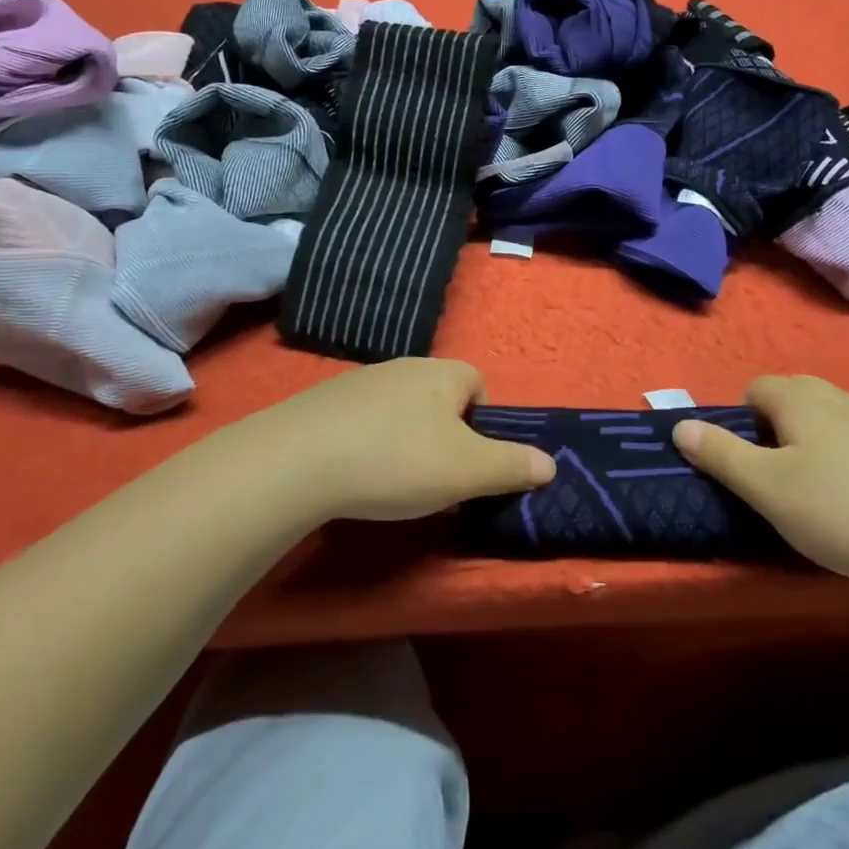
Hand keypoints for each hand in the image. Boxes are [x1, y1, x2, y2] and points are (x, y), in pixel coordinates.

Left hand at [248, 359, 554, 522]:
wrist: (298, 459)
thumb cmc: (397, 459)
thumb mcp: (466, 471)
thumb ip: (511, 466)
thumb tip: (549, 464)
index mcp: (443, 374)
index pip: (478, 384)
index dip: (483, 423)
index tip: (471, 462)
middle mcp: (404, 366)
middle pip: (439, 397)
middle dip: (444, 435)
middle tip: (437, 479)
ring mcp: (360, 380)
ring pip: (400, 409)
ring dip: (404, 439)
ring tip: (392, 482)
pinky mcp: (324, 401)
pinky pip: (362, 419)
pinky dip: (367, 443)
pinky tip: (355, 474)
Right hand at [674, 375, 848, 593]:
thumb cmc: (841, 512)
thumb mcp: (767, 489)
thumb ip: (720, 454)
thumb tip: (681, 426)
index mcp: (800, 397)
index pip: (753, 390)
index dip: (741, 425)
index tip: (749, 468)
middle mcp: (838, 395)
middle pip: (790, 399)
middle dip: (774, 432)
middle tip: (777, 482)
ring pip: (826, 420)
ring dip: (811, 446)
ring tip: (817, 496)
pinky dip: (847, 461)